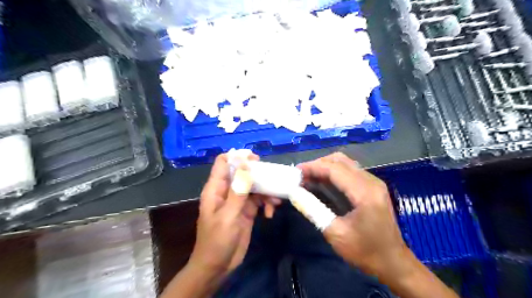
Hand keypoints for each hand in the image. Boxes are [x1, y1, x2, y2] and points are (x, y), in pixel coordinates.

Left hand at [190, 153, 279, 279]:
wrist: (218, 267)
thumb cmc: (217, 241)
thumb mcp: (228, 215)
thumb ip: (238, 190)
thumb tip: (245, 164)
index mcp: (216, 188)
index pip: (223, 163)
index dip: (237, 157)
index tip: (255, 159)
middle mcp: (227, 191)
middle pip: (242, 171)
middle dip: (258, 174)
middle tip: (272, 178)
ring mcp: (238, 200)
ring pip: (254, 186)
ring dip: (266, 191)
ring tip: (275, 201)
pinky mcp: (247, 210)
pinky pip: (259, 200)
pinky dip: (266, 203)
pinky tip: (270, 213)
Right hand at [297, 154, 405, 276]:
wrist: (393, 263)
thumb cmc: (365, 252)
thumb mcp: (335, 233)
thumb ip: (313, 209)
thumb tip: (294, 193)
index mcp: (364, 192)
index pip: (334, 169)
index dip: (313, 167)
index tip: (295, 171)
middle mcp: (371, 181)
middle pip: (340, 160)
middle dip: (317, 165)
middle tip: (301, 176)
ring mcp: (373, 182)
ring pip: (344, 163)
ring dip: (325, 167)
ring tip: (308, 178)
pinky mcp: (372, 187)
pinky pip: (349, 171)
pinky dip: (333, 173)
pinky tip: (322, 182)